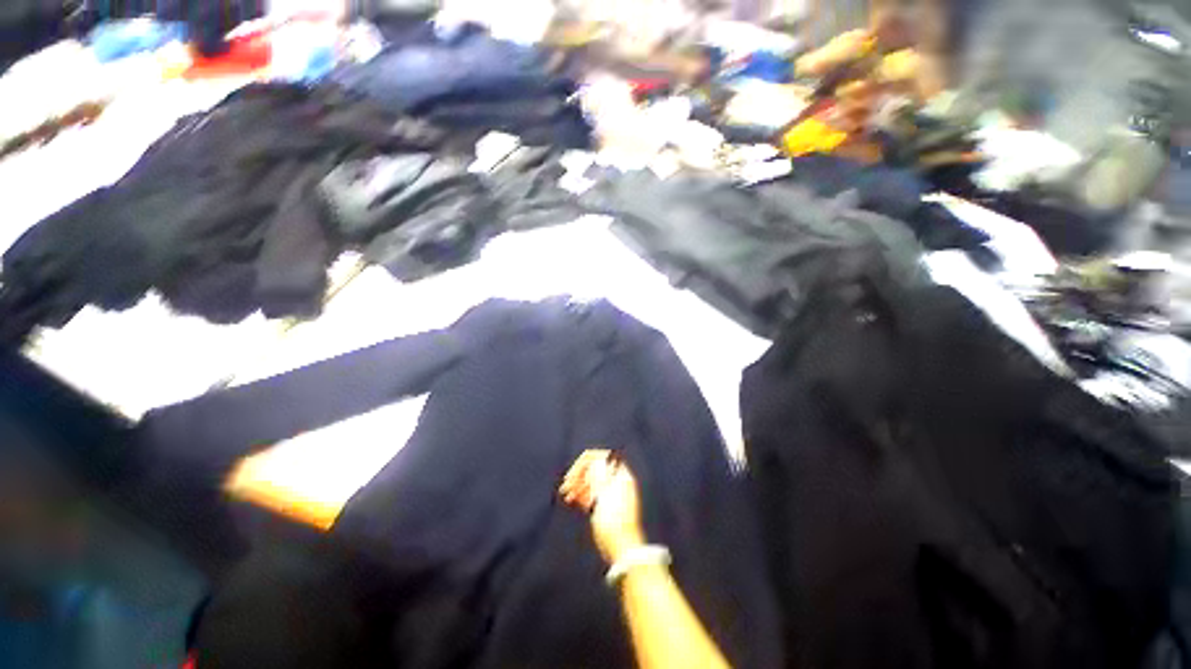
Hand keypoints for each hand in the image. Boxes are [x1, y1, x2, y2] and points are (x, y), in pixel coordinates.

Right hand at [559, 449, 645, 564]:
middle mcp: (616, 481)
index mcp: (621, 475)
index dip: (586, 461)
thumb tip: (594, 460)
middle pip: (595, 469)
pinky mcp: (605, 506)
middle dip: (579, 474)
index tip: (573, 472)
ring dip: (578, 484)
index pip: (602, 457)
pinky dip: (581, 494)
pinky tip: (571, 499)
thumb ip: (598, 476)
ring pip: (592, 482)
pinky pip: (592, 494)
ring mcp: (611, 494)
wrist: (623, 549)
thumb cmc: (615, 522)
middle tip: (566, 484)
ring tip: (566, 493)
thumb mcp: (604, 496)